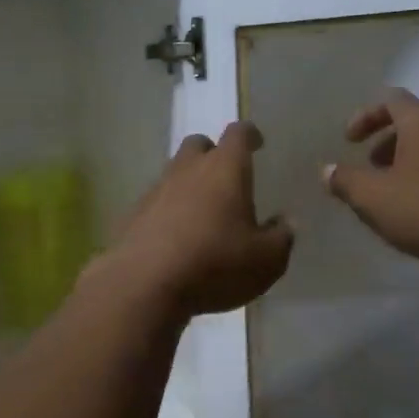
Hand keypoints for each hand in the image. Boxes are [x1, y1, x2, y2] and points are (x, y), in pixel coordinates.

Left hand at [98, 121, 293, 317]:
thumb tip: (285, 222)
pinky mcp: (134, 214)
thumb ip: (281, 238)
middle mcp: (188, 169)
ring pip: (174, 173)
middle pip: (198, 145)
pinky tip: (175, 237)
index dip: (249, 135)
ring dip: (189, 184)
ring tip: (203, 213)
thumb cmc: (215, 263)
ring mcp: (156, 190)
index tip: (256, 143)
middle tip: (226, 177)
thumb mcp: (266, 260)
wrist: (144, 283)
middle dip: (212, 154)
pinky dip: (168, 211)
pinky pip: (156, 202)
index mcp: (225, 169)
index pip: (238, 134)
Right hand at [322, 87, 418, 272]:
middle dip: (385, 141)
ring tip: (392, 192)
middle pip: (413, 121)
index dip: (365, 116)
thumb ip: (345, 180)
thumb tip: (327, 170)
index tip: (349, 141)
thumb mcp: (372, 197)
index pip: (390, 99)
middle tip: (369, 167)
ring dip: (407, 160)